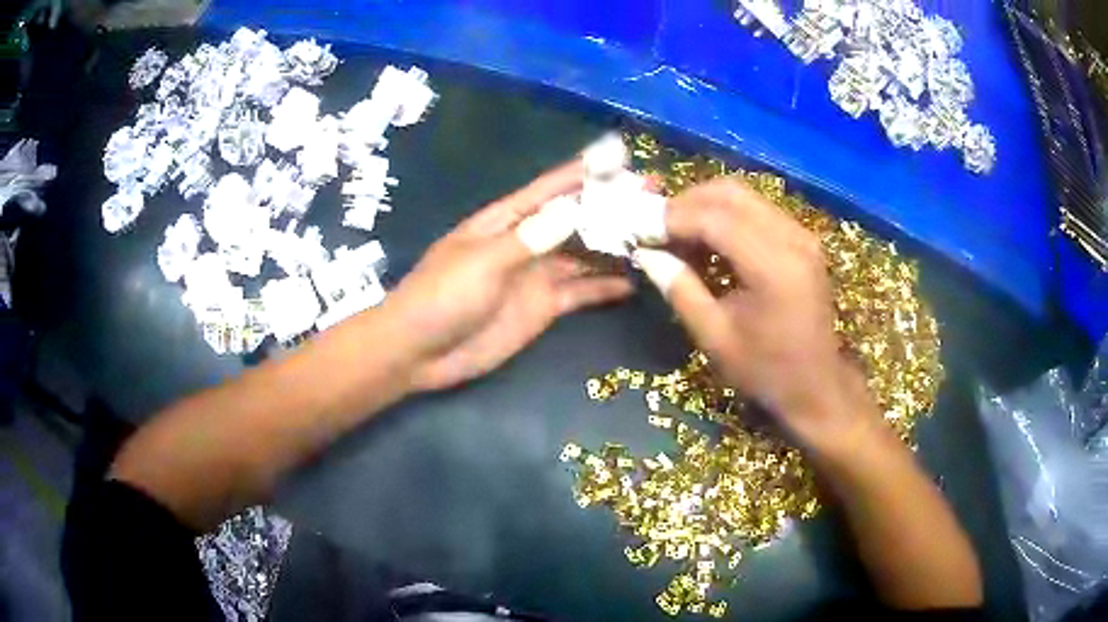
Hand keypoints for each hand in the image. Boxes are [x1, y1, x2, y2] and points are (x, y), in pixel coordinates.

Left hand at [384, 161, 633, 391]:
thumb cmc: (440, 297)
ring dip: (616, 246)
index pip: (551, 188)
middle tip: (655, 197)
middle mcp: (527, 241)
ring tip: (656, 236)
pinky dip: (605, 287)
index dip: (585, 172)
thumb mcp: (482, 262)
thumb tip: (572, 208)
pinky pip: (581, 292)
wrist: (419, 352)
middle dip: (612, 207)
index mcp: (505, 220)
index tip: (622, 159)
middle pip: (576, 219)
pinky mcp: (543, 308)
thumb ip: (529, 238)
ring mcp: (536, 275)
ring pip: (585, 254)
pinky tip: (634, 282)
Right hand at [637, 179, 877, 453]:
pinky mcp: (803, 240)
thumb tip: (647, 254)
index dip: (672, 219)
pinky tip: (708, 239)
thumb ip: (680, 290)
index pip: (714, 218)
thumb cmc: (765, 371)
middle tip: (656, 226)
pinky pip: (758, 209)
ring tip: (677, 232)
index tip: (640, 230)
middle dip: (687, 202)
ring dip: (706, 205)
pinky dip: (727, 215)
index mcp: (773, 267)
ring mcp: (802, 235)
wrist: (817, 386)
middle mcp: (792, 238)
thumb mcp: (715, 338)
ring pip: (745, 196)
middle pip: (730, 193)